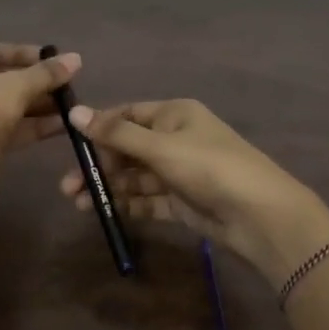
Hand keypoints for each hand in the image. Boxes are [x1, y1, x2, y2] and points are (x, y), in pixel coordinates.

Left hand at [0, 42, 79, 163]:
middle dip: (34, 83)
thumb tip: (76, 58)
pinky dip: (29, 126)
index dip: (24, 53)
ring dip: (36, 105)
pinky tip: (62, 126)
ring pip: (1, 106)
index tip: (55, 58)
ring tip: (70, 105)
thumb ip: (45, 73)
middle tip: (66, 84)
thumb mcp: (15, 87)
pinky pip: (2, 128)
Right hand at [61, 99, 328, 287]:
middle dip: (98, 165)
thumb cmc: (209, 168)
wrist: (260, 216)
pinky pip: (148, 200)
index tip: (70, 144)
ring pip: (135, 177)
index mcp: (174, 114)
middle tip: (68, 186)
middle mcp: (175, 139)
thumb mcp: (161, 147)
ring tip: (78, 204)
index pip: (127, 115)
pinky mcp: (182, 202)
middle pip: (127, 148)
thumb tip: (74, 113)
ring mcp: (179, 172)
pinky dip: (127, 205)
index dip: (98, 127)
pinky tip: (105, 213)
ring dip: (108, 187)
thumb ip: (116, 134)